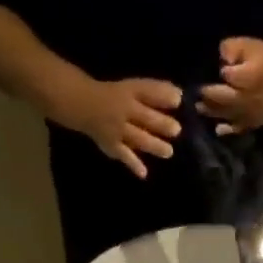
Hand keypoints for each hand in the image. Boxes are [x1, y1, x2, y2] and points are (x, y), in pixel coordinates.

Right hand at [62, 77, 182, 177]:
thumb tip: (180, 95)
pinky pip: (123, 155)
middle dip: (160, 123)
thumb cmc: (115, 97)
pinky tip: (143, 173)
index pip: (147, 91)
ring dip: (153, 144)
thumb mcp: (132, 88)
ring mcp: (117, 129)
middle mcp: (123, 110)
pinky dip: (133, 164)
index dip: (162, 95)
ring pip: (137, 137)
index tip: (178, 100)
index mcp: (129, 92)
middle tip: (176, 130)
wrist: (83, 104)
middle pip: (144, 117)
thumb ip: (154, 92)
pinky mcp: (112, 145)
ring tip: (168, 152)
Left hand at [197, 37, 262, 135]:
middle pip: (227, 98)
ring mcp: (254, 113)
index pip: (232, 77)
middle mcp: (253, 98)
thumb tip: (221, 58)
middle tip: (196, 93)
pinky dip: (228, 129)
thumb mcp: (248, 44)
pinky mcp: (255, 122)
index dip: (224, 73)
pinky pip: (239, 128)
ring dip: (213, 112)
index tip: (219, 70)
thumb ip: (231, 48)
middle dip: (210, 96)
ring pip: (230, 114)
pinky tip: (218, 129)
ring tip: (199, 107)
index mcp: (254, 75)